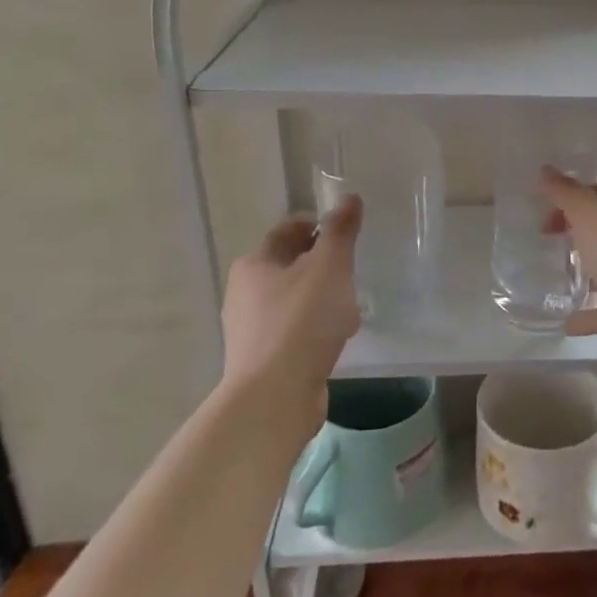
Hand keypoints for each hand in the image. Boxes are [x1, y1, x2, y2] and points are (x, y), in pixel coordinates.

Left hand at [220, 198, 362, 407]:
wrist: (275, 397)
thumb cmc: (302, 321)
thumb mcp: (330, 267)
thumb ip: (341, 232)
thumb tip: (349, 198)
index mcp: (254, 264)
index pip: (287, 231)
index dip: (317, 226)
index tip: (346, 234)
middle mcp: (244, 293)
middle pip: (289, 266)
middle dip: (322, 265)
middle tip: (352, 271)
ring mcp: (251, 330)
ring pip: (293, 301)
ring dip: (321, 299)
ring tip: (350, 308)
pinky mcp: (263, 360)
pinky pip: (295, 332)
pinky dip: (315, 329)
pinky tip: (337, 340)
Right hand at [539, 169, 596, 360]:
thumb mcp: (594, 217)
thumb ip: (568, 195)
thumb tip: (545, 171)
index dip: (575, 199)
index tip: (546, 215)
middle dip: (581, 234)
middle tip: (550, 241)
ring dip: (588, 274)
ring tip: (557, 276)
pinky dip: (591, 315)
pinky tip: (567, 322)